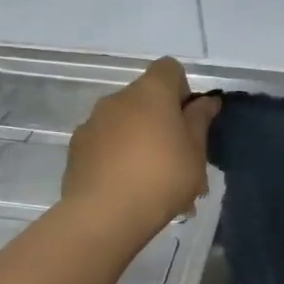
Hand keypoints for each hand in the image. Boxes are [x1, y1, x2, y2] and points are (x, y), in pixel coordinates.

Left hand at [61, 58, 219, 241]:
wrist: (105, 215)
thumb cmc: (163, 177)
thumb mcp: (196, 151)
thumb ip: (200, 120)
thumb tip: (207, 101)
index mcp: (150, 92)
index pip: (169, 68)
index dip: (183, 89)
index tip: (189, 120)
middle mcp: (118, 99)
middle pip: (146, 98)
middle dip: (162, 121)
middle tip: (178, 158)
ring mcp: (92, 123)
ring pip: (125, 123)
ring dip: (140, 141)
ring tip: (154, 182)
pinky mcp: (76, 149)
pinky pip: (106, 144)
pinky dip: (118, 157)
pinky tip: (128, 188)